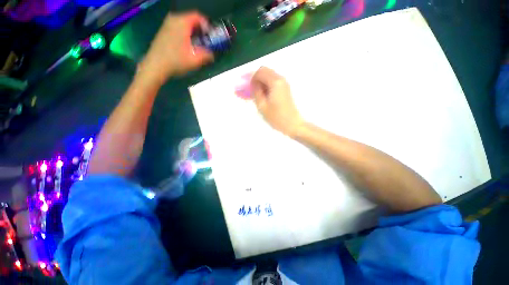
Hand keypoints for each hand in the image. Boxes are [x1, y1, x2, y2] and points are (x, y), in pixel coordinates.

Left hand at [138, 11, 213, 85]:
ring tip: (197, 43)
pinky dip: (185, 33)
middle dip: (200, 29)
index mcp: (182, 23)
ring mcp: (167, 24)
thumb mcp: (195, 60)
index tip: (211, 35)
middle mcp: (173, 19)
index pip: (197, 16)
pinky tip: (187, 44)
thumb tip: (212, 54)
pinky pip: (178, 27)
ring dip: (192, 32)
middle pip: (191, 19)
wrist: (156, 65)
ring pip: (184, 23)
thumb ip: (207, 55)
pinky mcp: (163, 30)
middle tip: (206, 40)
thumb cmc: (176, 61)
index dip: (207, 25)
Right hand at [251, 66, 303, 136]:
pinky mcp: (285, 89)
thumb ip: (256, 92)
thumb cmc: (277, 117)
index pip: (260, 72)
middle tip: (248, 89)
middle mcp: (281, 79)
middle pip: (265, 71)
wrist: (293, 124)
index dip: (250, 78)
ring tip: (254, 94)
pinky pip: (272, 82)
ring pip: (268, 77)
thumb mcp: (262, 106)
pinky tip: (261, 95)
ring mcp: (284, 84)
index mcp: (275, 82)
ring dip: (260, 82)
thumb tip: (252, 84)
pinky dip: (265, 86)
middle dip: (255, 79)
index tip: (245, 87)